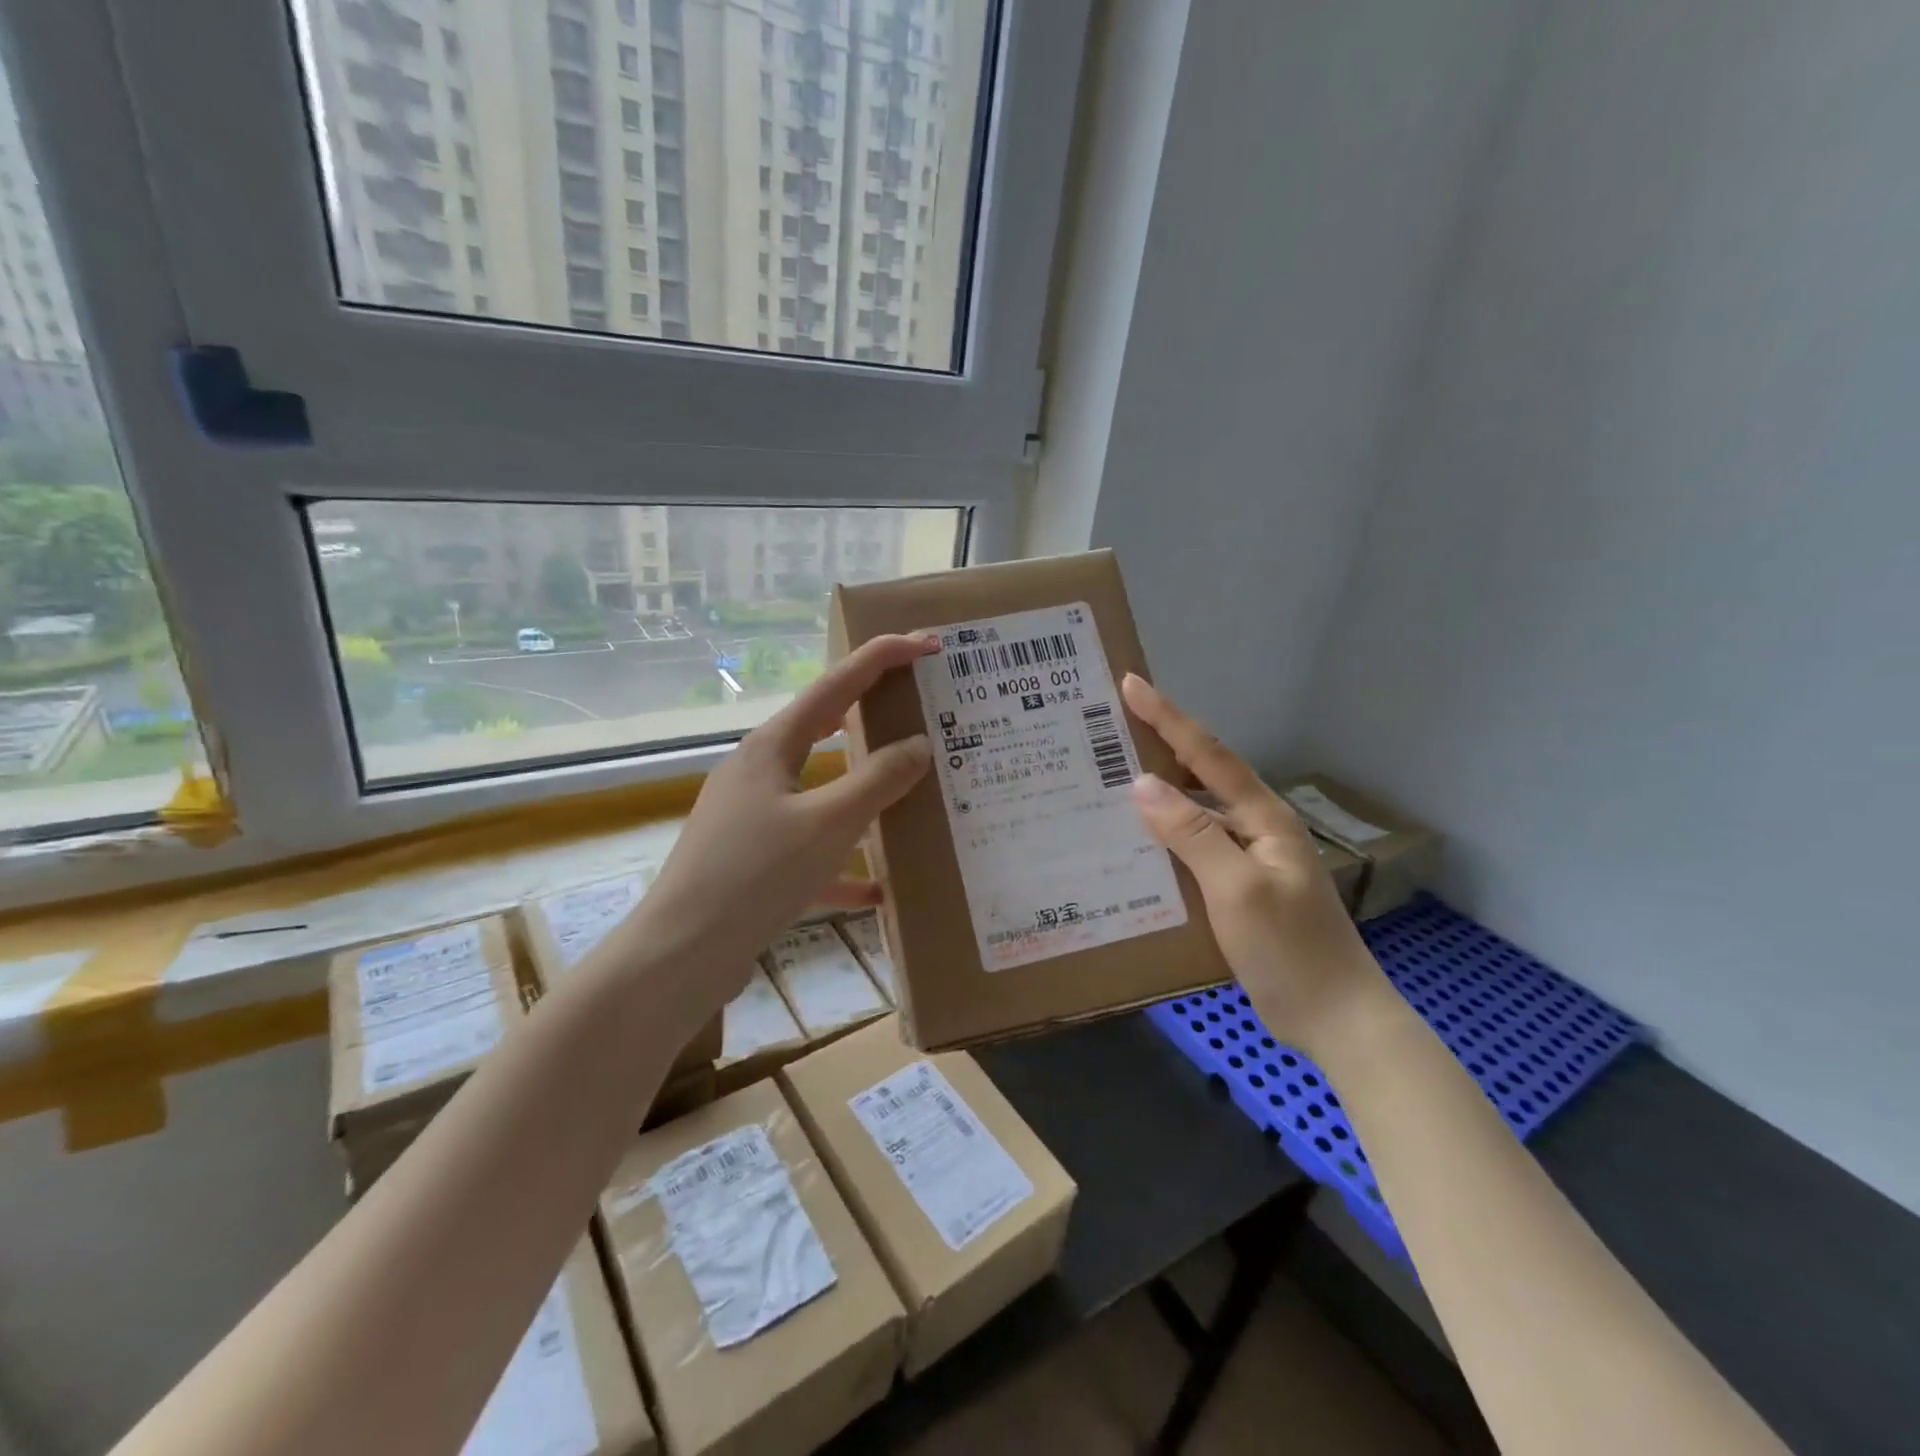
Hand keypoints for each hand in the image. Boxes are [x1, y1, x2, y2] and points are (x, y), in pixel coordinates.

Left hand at [636, 634, 937, 999]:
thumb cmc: (755, 875)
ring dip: (863, 791)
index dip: (882, 657)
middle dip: (872, 715)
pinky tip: (877, 890)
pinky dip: (842, 864)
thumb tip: (920, 745)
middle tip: (921, 706)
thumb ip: (878, 781)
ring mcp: (753, 817)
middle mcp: (759, 771)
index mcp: (772, 747)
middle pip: (825, 730)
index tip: (927, 643)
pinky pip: (809, 851)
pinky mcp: (753, 861)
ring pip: (820, 791)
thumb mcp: (827, 824)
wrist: (681, 955)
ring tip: (910, 789)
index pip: (836, 685)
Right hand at [1121, 674, 1389, 1058]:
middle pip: (1202, 775)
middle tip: (1108, 729)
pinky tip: (1134, 844)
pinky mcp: (1237, 889)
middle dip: (1159, 745)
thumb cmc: (1290, 950)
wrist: (1336, 1019)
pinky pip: (1192, 848)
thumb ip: (1192, 834)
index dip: (1169, 717)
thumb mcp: (1237, 889)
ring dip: (1157, 793)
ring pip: (1195, 812)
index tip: (1131, 684)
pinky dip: (1163, 837)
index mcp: (1262, 818)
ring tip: (1109, 780)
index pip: (1208, 754)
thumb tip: (1142, 784)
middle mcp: (1255, 829)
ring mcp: (1248, 860)